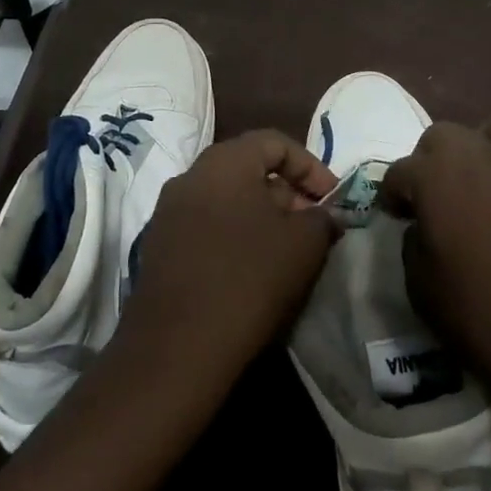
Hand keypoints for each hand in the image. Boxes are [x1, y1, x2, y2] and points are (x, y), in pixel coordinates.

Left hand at [115, 130, 337, 399]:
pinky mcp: (159, 246)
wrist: (177, 347)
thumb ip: (322, 218)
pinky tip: (252, 268)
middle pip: (248, 168)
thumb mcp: (304, 244)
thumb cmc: (249, 279)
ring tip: (287, 249)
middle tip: (312, 225)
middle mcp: (190, 176)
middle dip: (286, 192)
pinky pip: (206, 224)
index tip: (331, 199)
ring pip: (226, 198)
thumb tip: (324, 214)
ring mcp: (168, 211)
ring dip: (260, 215)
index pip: (274, 142)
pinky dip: (234, 234)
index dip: (310, 166)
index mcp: (224, 162)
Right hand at [385, 105, 490, 404]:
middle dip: (434, 160)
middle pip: (445, 135)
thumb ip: (415, 244)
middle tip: (440, 195)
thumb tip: (424, 227)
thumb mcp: (422, 290)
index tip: (399, 215)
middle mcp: (481, 155)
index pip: (399, 172)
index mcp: (436, 178)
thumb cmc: (485, 320)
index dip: (395, 195)